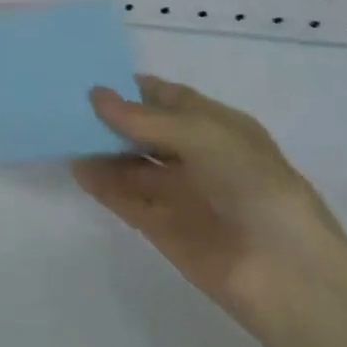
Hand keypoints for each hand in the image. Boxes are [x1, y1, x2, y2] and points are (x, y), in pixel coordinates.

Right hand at [74, 74, 346, 333]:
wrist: (283, 271)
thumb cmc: (253, 185)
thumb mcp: (203, 136)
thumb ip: (146, 119)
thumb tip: (96, 95)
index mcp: (218, 127)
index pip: (169, 98)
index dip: (133, 88)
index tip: (91, 76)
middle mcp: (197, 156)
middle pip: (145, 131)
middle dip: (111, 119)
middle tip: (66, 103)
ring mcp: (179, 193)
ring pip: (131, 165)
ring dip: (102, 151)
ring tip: (62, 133)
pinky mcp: (162, 227)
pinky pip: (126, 199)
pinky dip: (102, 185)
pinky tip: (78, 169)